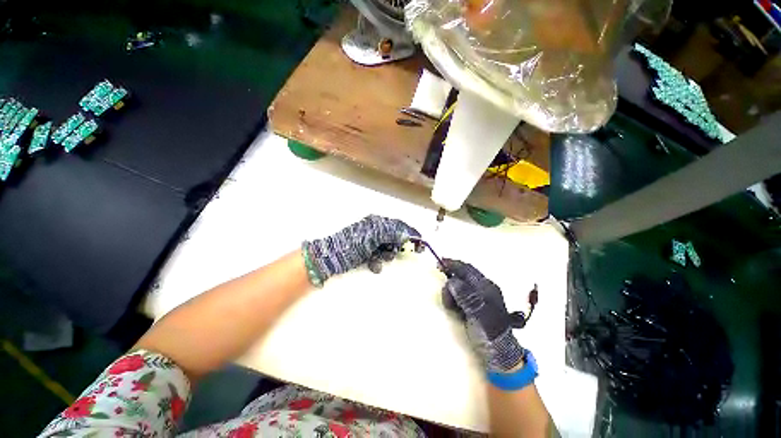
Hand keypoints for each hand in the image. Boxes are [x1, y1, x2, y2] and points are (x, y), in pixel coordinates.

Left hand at [303, 215, 420, 283]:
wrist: (329, 258)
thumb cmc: (351, 245)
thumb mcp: (371, 237)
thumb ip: (390, 233)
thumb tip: (406, 234)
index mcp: (376, 223)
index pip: (398, 225)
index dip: (409, 233)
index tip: (420, 242)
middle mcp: (374, 230)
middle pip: (393, 237)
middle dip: (397, 246)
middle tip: (402, 253)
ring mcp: (370, 241)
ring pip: (387, 248)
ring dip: (387, 254)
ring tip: (381, 260)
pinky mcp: (366, 252)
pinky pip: (378, 256)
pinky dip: (378, 261)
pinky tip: (373, 265)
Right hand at [442, 259, 524, 372]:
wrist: (499, 354)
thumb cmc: (490, 333)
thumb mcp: (478, 314)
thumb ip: (466, 296)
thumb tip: (452, 281)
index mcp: (486, 287)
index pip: (467, 270)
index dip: (453, 264)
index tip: (440, 262)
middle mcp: (483, 288)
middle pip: (462, 276)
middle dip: (451, 284)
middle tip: (447, 297)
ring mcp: (478, 296)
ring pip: (458, 286)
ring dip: (452, 294)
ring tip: (453, 309)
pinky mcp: (473, 304)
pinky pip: (459, 295)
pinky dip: (454, 300)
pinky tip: (456, 311)